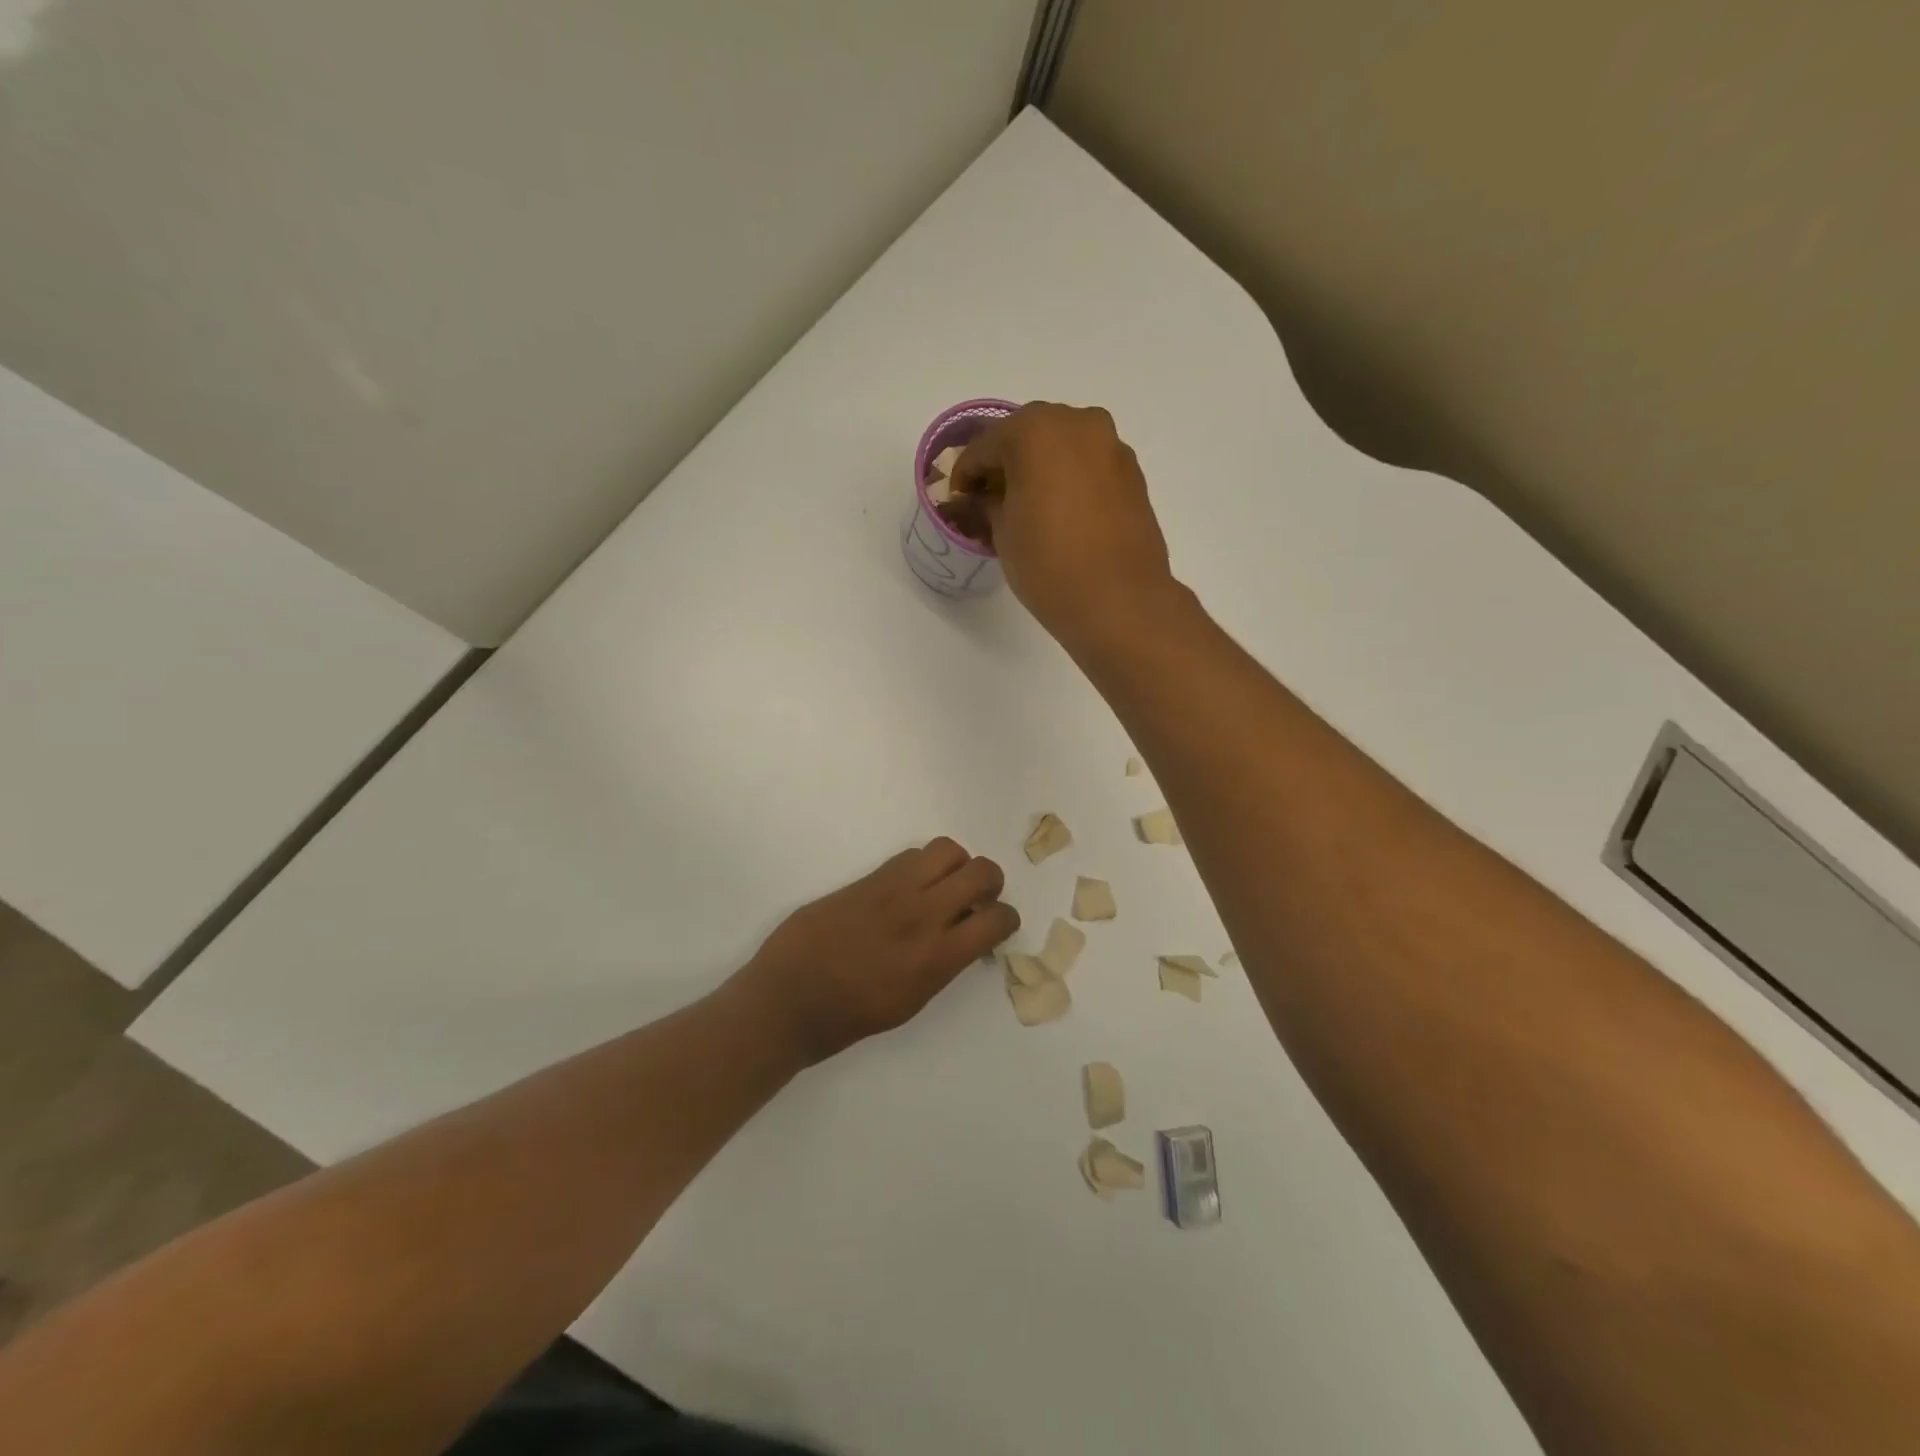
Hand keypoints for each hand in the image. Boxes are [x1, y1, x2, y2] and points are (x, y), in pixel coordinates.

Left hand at [735, 838, 1018, 1064]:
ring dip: (957, 865)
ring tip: (943, 885)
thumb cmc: (850, 1016)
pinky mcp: (868, 879)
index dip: (1006, 918)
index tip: (995, 925)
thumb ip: (943, 964)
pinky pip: (910, 855)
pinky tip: (909, 887)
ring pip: (948, 850)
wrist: (789, 998)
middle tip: (976, 898)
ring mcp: (894, 890)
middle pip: (982, 871)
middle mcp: (923, 915)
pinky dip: (922, 866)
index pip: (997, 918)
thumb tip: (961, 937)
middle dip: (990, 883)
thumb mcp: (912, 1001)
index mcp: (937, 958)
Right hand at [952, 402, 1174, 639]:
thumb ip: (986, 505)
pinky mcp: (1134, 473)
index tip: (959, 500)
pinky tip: (1063, 514)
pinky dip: (1071, 480)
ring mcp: (1111, 446)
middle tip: (992, 499)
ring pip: (1064, 447)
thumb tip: (979, 499)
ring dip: (1042, 469)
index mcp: (1034, 430)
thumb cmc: (1048, 564)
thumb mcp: (1002, 534)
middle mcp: (1077, 424)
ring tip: (1029, 507)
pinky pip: (1090, 466)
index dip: (966, 474)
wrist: (1119, 602)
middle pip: (1028, 435)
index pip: (984, 446)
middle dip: (1006, 463)